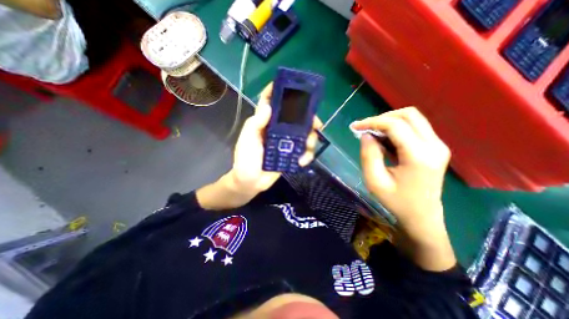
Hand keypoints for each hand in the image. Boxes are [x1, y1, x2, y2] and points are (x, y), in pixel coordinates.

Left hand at [228, 82, 321, 196]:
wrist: (251, 182)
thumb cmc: (246, 160)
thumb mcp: (247, 139)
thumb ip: (256, 123)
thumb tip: (267, 106)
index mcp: (265, 123)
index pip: (271, 103)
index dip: (278, 92)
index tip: (291, 85)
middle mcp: (277, 129)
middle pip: (295, 117)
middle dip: (308, 118)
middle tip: (316, 124)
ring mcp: (286, 142)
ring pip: (304, 134)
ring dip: (310, 139)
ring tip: (308, 147)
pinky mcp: (291, 154)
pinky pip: (304, 150)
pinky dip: (306, 155)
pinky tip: (302, 161)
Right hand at [352, 107, 456, 270]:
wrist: (421, 216)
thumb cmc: (395, 201)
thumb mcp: (374, 180)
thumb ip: (368, 155)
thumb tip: (366, 134)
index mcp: (419, 156)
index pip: (395, 125)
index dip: (372, 122)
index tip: (355, 126)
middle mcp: (434, 145)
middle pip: (409, 114)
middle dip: (382, 118)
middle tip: (365, 129)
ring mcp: (438, 145)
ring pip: (413, 118)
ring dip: (390, 121)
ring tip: (373, 134)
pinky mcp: (436, 147)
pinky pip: (415, 127)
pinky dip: (397, 128)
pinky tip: (385, 141)